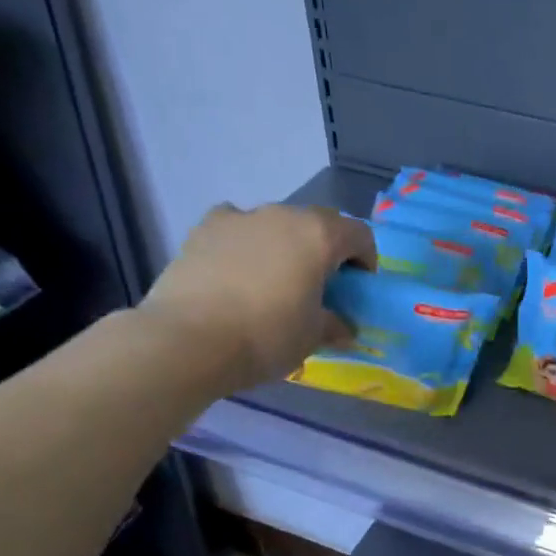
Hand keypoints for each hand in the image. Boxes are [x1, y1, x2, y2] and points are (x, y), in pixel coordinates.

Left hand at [136, 203, 374, 396]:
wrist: (188, 340)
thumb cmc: (267, 336)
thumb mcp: (312, 337)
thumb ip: (334, 325)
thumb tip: (343, 327)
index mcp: (319, 235)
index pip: (359, 235)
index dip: (366, 261)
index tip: (358, 289)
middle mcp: (282, 214)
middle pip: (318, 224)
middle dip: (326, 250)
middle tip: (321, 285)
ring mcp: (240, 217)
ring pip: (276, 224)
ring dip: (286, 245)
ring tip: (276, 281)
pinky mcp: (203, 229)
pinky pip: (237, 228)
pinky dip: (246, 243)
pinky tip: (238, 272)